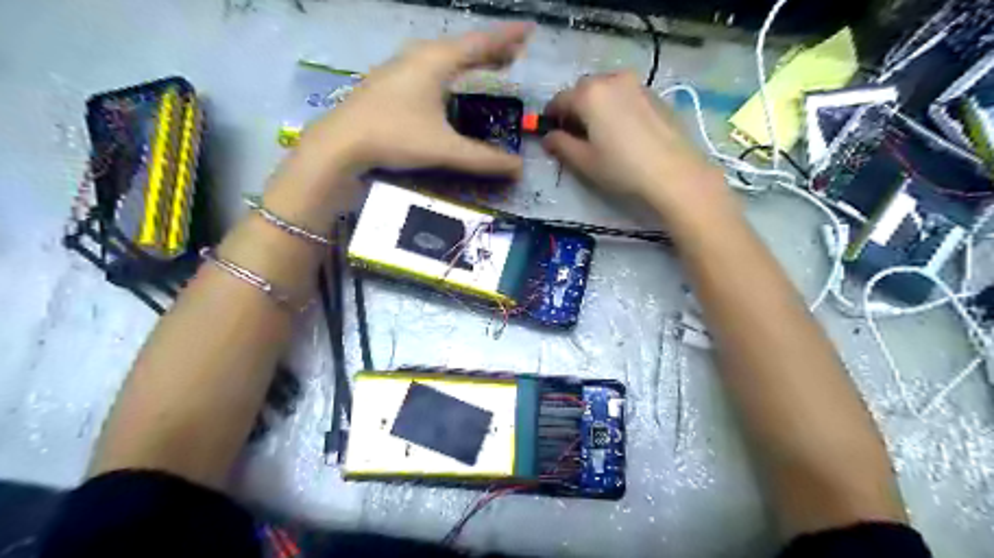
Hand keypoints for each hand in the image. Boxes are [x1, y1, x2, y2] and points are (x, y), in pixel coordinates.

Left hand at [295, 25, 531, 177]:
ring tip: (491, 66)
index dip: (507, 38)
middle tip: (516, 55)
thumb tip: (519, 169)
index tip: (529, 30)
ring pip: (445, 57)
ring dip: (471, 60)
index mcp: (435, 62)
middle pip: (463, 47)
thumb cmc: (395, 137)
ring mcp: (400, 68)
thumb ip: (484, 159)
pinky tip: (450, 84)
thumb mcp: (444, 149)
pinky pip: (430, 68)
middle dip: (492, 50)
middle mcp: (419, 57)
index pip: (480, 44)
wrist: (340, 144)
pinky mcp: (389, 83)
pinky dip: (451, 71)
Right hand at [540, 72, 731, 221]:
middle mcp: (612, 80)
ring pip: (606, 88)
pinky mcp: (655, 94)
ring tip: (600, 129)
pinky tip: (623, 129)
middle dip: (575, 106)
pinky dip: (616, 105)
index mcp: (589, 94)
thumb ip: (561, 145)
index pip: (560, 99)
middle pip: (584, 89)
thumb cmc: (621, 167)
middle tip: (575, 131)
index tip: (549, 129)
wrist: (673, 172)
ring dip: (596, 103)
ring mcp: (636, 84)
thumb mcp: (584, 161)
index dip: (551, 115)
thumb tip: (548, 137)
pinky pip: (625, 94)